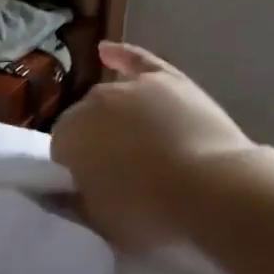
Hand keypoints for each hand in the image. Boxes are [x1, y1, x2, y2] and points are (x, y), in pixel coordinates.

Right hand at [51, 42, 257, 247]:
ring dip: (112, 116)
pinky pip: (138, 61)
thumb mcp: (98, 221)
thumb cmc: (148, 212)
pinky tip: (107, 51)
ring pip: (110, 99)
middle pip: (85, 121)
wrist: (212, 189)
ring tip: (133, 142)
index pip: (61, 149)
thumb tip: (60, 193)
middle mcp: (94, 102)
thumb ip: (73, 202)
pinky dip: (122, 56)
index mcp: (69, 136)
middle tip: (118, 171)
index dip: (76, 168)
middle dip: (94, 141)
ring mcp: (133, 86)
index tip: (93, 186)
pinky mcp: (169, 80)